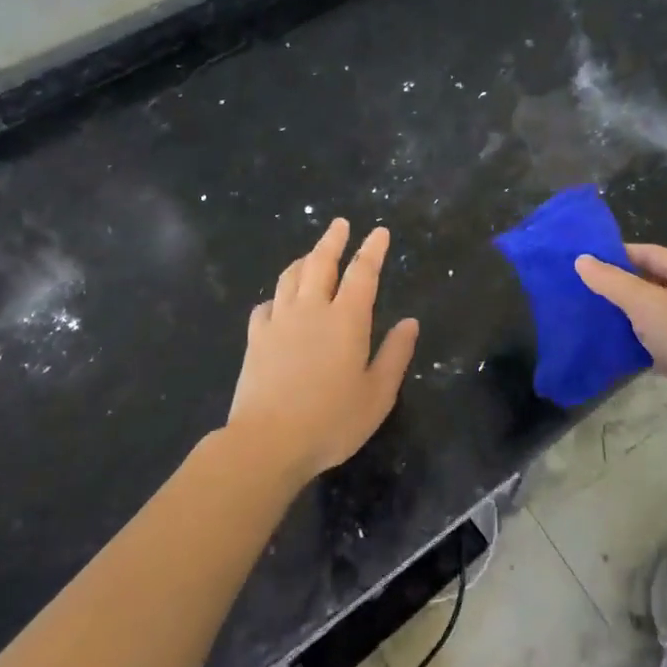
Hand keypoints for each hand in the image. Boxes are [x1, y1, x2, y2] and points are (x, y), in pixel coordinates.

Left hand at [229, 219, 420, 485]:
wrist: (267, 442)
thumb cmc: (332, 421)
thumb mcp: (378, 394)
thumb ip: (395, 354)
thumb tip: (410, 322)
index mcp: (347, 319)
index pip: (362, 272)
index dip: (372, 249)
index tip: (379, 232)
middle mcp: (312, 310)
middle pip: (321, 263)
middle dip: (333, 240)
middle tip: (340, 224)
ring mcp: (279, 322)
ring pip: (290, 277)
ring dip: (303, 260)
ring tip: (310, 254)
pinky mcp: (255, 339)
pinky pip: (265, 306)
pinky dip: (275, 297)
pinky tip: (277, 303)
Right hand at [575, 244, 666, 440]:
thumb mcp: (645, 304)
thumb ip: (612, 282)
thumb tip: (581, 259)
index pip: (647, 251)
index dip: (615, 255)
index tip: (585, 264)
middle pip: (653, 280)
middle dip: (621, 286)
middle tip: (586, 292)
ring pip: (658, 311)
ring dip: (632, 315)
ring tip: (597, 318)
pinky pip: (665, 337)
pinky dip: (644, 339)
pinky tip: (621, 347)